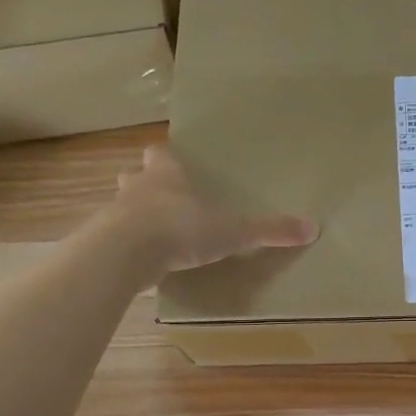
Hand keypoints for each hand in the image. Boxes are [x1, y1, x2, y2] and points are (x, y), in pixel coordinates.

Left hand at [109, 145, 318, 274]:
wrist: (127, 252)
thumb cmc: (181, 228)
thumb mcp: (233, 231)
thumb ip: (269, 230)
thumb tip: (313, 228)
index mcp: (167, 174)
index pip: (161, 154)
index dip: (167, 158)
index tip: (176, 164)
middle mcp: (137, 187)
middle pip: (134, 175)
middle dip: (145, 184)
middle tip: (163, 199)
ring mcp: (114, 213)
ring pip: (121, 206)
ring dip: (133, 215)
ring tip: (152, 233)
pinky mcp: (103, 242)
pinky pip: (115, 239)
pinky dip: (126, 246)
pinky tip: (141, 261)